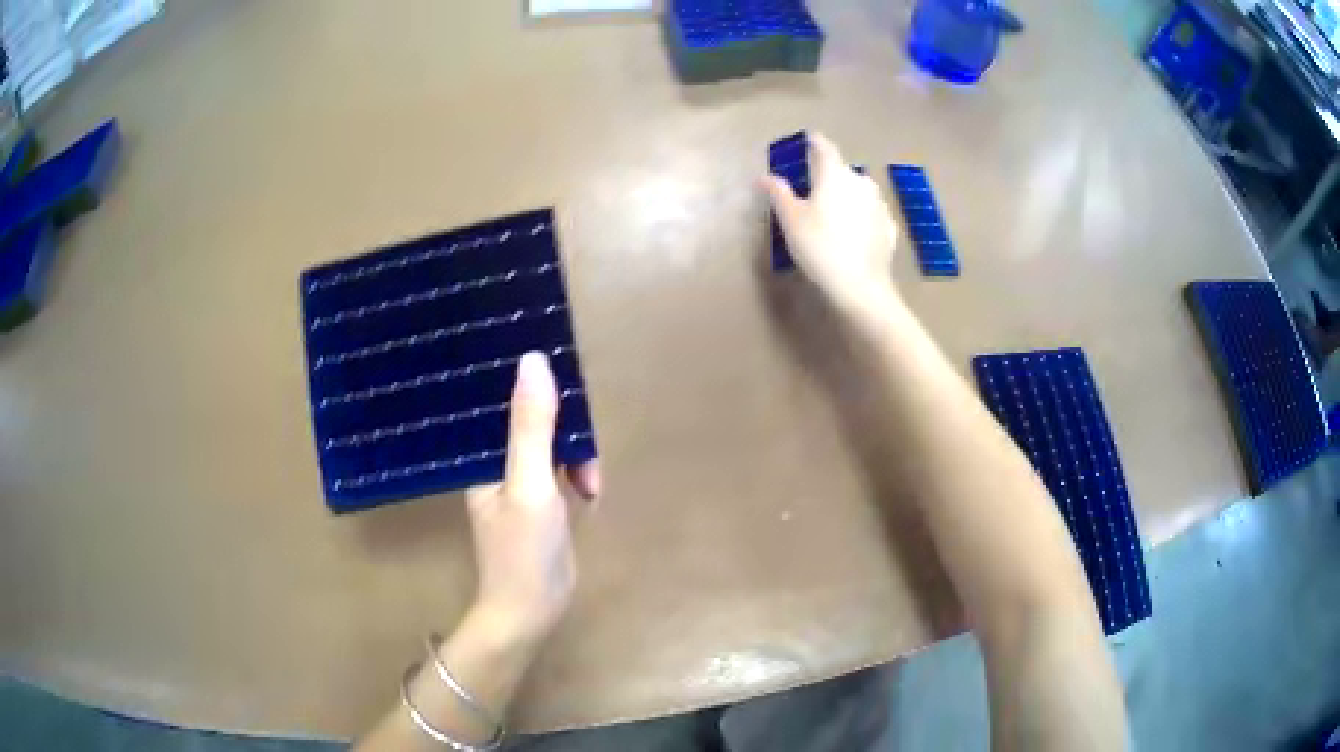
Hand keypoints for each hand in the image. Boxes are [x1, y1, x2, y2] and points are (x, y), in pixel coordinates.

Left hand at [464, 352, 601, 645]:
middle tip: (587, 449)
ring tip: (591, 483)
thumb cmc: (523, 550)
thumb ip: (533, 427)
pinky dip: (577, 475)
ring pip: (549, 444)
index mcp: (481, 453)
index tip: (562, 368)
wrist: (531, 610)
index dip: (528, 379)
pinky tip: (589, 492)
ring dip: (575, 456)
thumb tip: (534, 360)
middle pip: (530, 419)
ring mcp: (517, 481)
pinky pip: (558, 468)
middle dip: (564, 428)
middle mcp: (494, 461)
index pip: (501, 398)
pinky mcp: (537, 500)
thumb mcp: (531, 484)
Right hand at [763, 132, 901, 313]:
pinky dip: (861, 215)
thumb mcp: (790, 220)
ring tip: (834, 209)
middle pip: (842, 170)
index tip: (808, 140)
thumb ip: (778, 193)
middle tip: (814, 185)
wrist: (861, 286)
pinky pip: (871, 213)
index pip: (824, 147)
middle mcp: (860, 181)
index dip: (814, 142)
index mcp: (834, 174)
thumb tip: (764, 177)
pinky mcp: (888, 227)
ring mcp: (879, 204)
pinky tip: (853, 230)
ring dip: (846, 194)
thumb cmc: (820, 246)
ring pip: (859, 191)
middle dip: (829, 173)